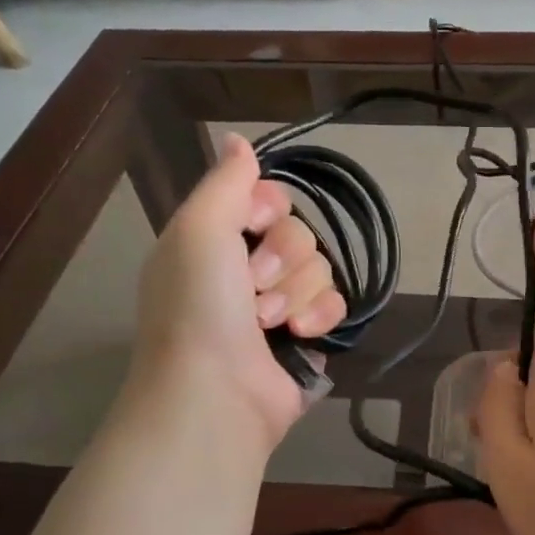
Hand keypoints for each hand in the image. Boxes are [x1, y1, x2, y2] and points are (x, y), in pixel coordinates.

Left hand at [129, 134, 346, 454]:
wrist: (216, 394)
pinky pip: (335, 303)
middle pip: (298, 232)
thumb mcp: (199, 230)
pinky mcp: (308, 336)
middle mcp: (246, 269)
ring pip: (320, 267)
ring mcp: (279, 304)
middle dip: (281, 258)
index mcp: (214, 240)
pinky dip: (319, 316)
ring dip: (295, 292)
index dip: (267, 208)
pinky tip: (301, 335)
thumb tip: (238, 140)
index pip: (265, 199)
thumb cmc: (199, 307)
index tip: (253, 224)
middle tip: (252, 287)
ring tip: (268, 323)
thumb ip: (225, 182)